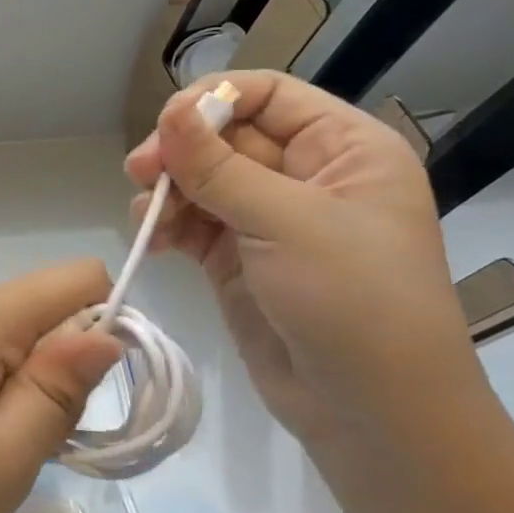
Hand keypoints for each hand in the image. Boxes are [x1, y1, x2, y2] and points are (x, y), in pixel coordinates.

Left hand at [0, 261, 122, 512]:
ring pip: (13, 336)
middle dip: (67, 365)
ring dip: (31, 386)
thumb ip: (60, 388)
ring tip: (3, 450)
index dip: (108, 324)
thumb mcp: (5, 456)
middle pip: (45, 307)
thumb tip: (107, 332)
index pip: (77, 277)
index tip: (98, 392)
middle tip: (42, 439)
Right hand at [125, 71, 487, 452]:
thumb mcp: (288, 224)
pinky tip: (152, 241)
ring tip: (149, 219)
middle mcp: (306, 175)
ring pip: (200, 179)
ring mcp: (268, 219)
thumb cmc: (355, 303)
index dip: (214, 100)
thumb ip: (219, 167)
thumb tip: (169, 110)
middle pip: (224, 136)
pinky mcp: (237, 258)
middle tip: (140, 173)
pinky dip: (165, 225)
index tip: (167, 127)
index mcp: (344, 149)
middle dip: (180, 151)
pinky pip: (190, 222)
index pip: (268, 95)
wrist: (373, 418)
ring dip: (167, 191)